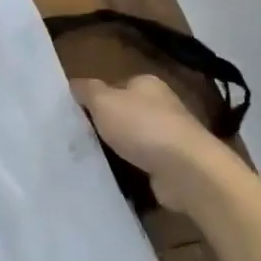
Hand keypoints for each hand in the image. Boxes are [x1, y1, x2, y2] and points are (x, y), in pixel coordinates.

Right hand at [71, 75, 249, 214]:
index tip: (77, 116)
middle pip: (125, 113)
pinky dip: (132, 169)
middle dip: (107, 126)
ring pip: (135, 139)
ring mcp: (170, 136)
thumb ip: (87, 90)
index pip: (115, 86)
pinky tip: (118, 176)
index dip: (96, 99)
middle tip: (82, 139)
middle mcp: (161, 105)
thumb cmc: (142, 127)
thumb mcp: (104, 101)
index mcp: (147, 84)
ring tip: (95, 160)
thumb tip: (74, 84)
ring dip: (119, 149)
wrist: (187, 170)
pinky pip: (144, 163)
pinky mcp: (174, 164)